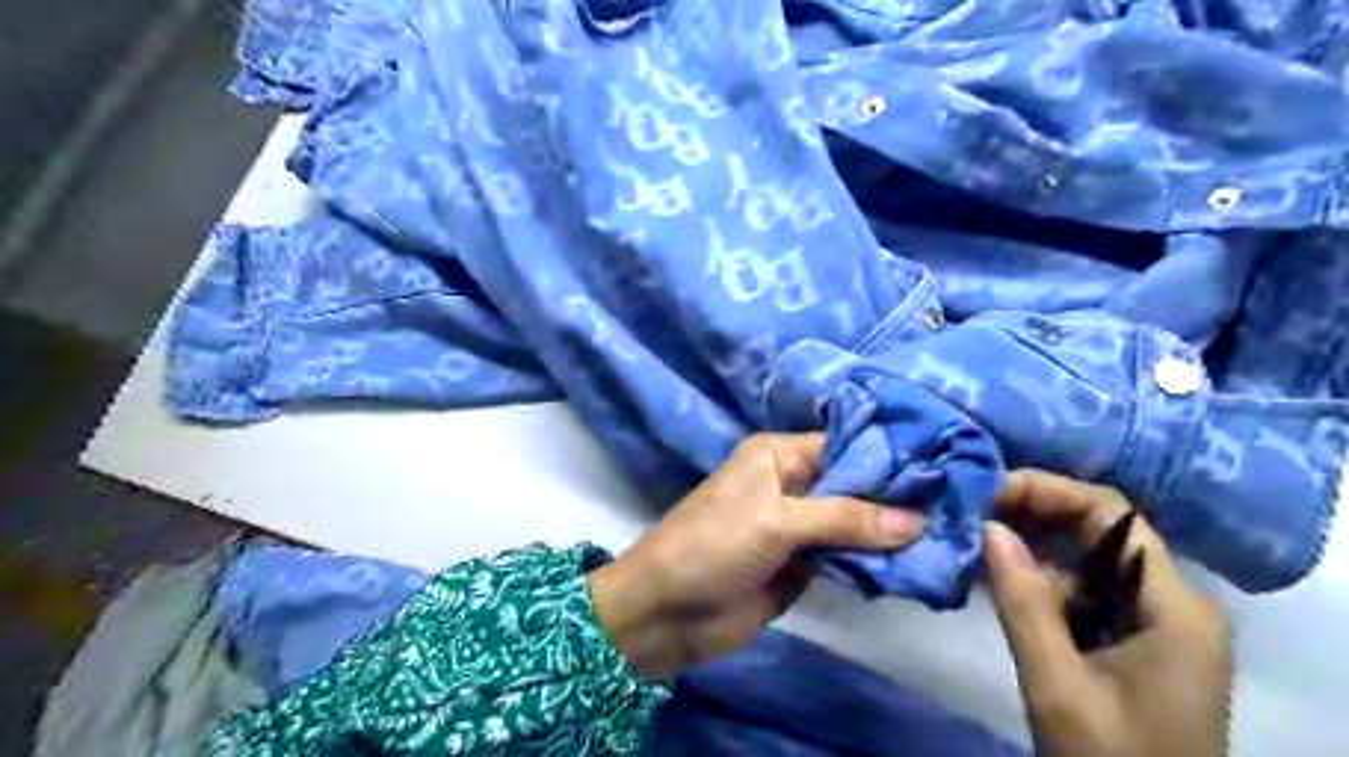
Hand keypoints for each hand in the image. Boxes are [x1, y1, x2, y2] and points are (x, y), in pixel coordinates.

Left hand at [593, 436, 927, 675]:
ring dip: (891, 531)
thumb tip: (917, 519)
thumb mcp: (776, 520)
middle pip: (855, 485)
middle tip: (960, 501)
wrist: (667, 612)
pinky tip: (916, 563)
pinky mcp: (803, 566)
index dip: (891, 456)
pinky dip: (875, 562)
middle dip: (898, 496)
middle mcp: (793, 484)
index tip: (945, 463)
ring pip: (855, 523)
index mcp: (780, 455)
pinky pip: (847, 558)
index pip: (846, 446)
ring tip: (952, 532)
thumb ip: (845, 518)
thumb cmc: (713, 545)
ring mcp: (799, 527)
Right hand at [984, 470, 1231, 754]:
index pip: (1112, 514)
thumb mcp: (1058, 686)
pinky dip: (1037, 577)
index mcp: (1173, 606)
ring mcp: (1152, 620)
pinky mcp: (1130, 638)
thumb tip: (988, 527)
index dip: (1048, 491)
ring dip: (1030, 543)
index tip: (987, 493)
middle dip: (1033, 512)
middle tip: (970, 511)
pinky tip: (996, 575)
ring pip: (1085, 557)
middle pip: (1099, 529)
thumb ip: (1023, 603)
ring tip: (973, 535)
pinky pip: (1081, 588)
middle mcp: (1170, 601)